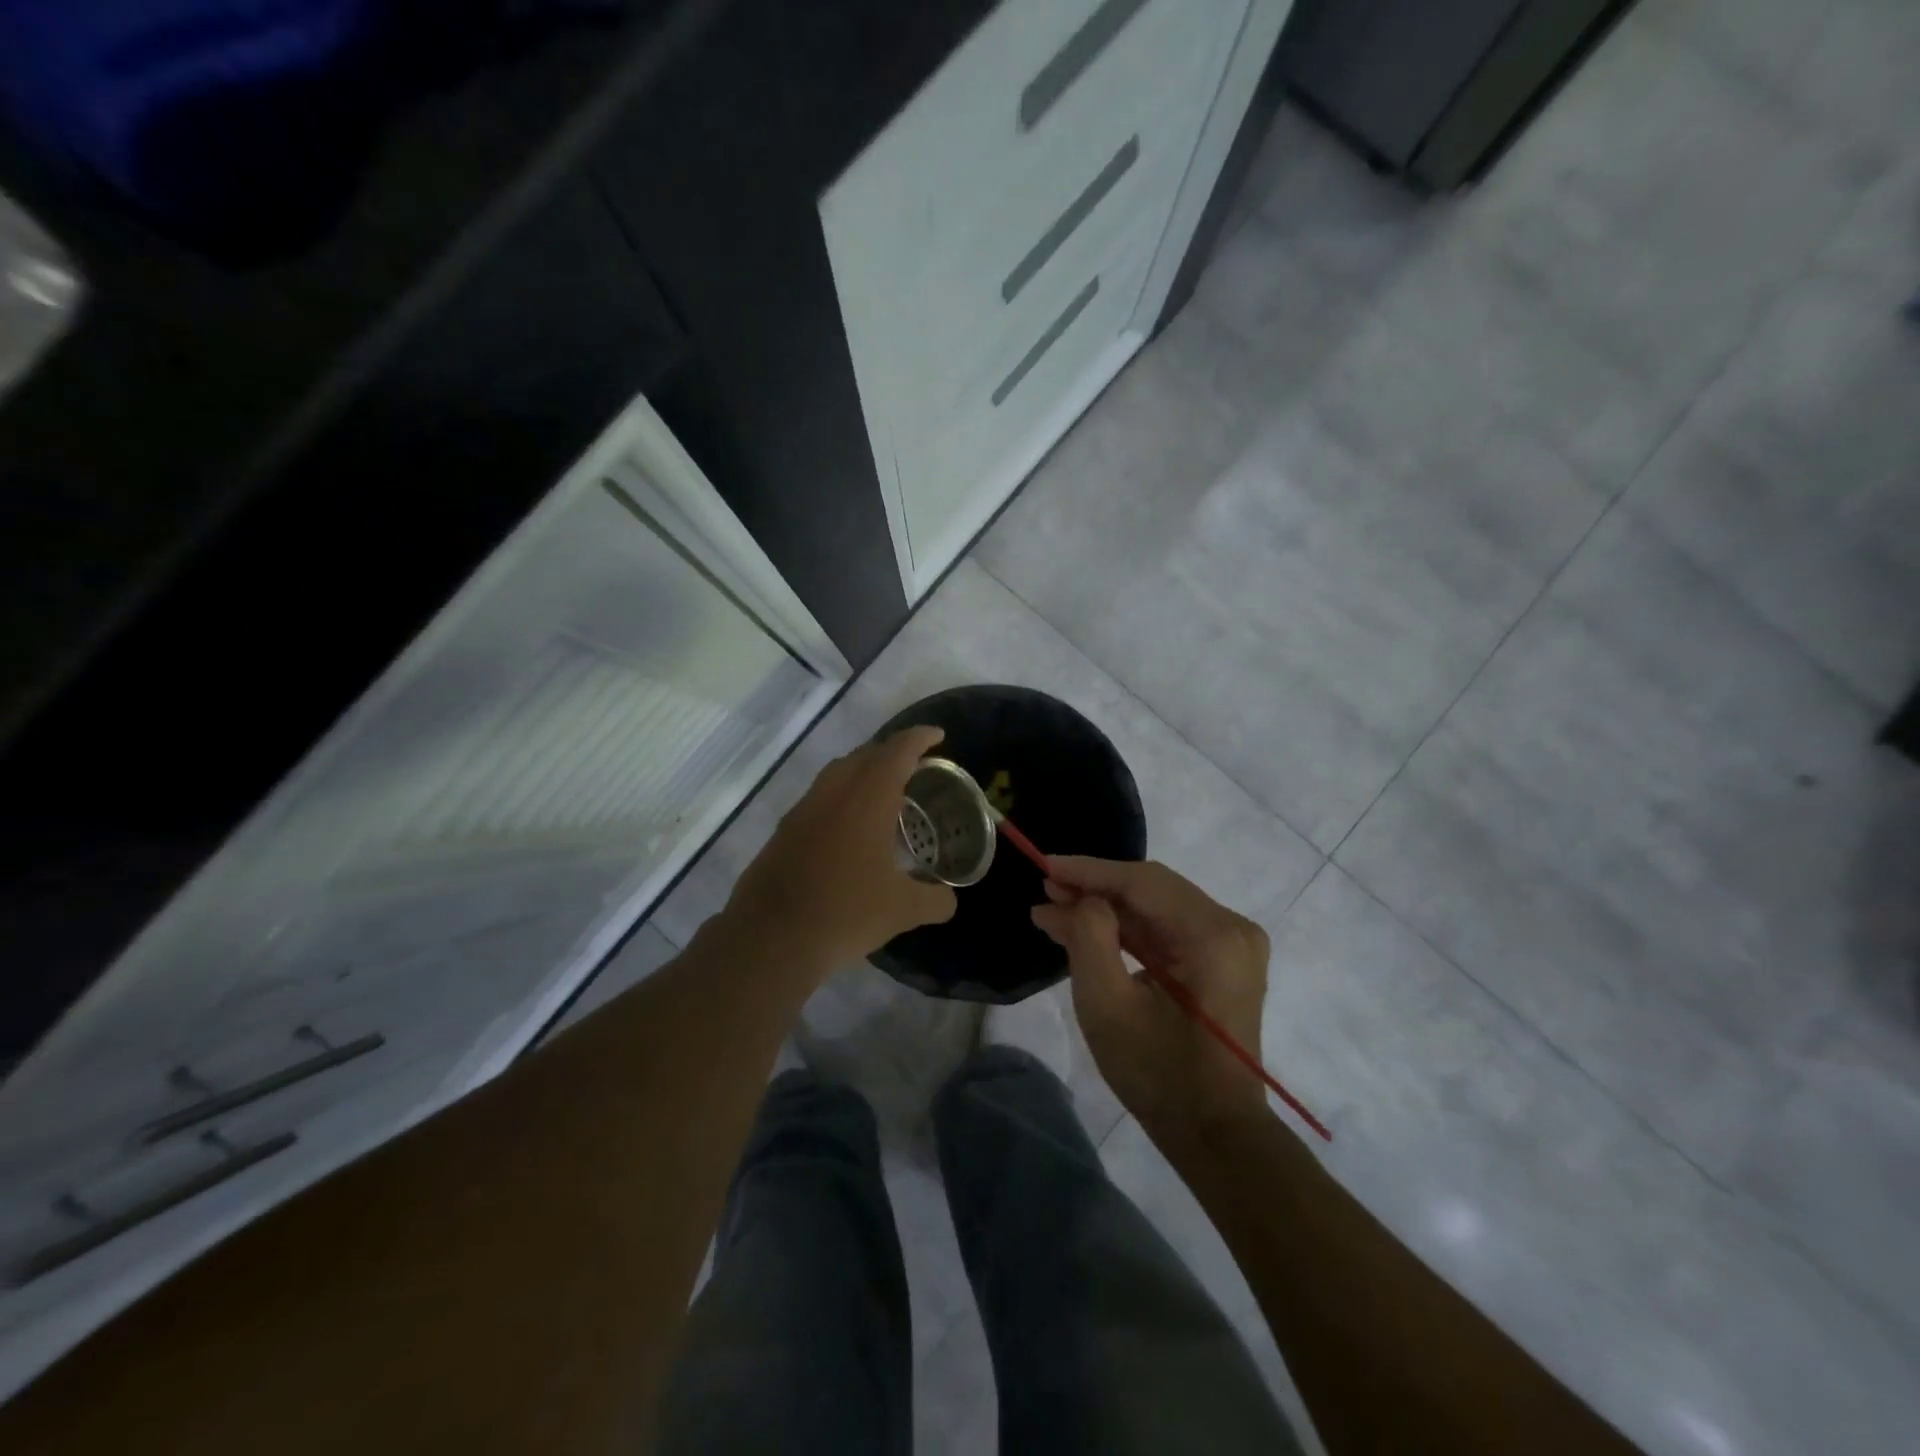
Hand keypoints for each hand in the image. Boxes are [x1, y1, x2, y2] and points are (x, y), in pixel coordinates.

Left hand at [723, 726, 957, 976]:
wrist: (771, 938)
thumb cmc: (845, 913)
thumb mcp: (902, 910)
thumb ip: (935, 900)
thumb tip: (949, 900)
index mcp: (867, 799)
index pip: (897, 751)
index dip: (919, 738)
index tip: (938, 736)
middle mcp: (833, 793)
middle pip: (865, 754)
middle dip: (892, 752)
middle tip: (915, 766)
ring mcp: (803, 810)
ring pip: (837, 773)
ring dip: (863, 772)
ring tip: (884, 793)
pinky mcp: (784, 830)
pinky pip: (819, 797)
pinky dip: (841, 797)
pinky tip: (850, 829)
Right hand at [1032, 858, 1269, 1133]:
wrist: (1216, 1134)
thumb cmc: (1159, 1074)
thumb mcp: (1108, 1006)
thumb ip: (1089, 938)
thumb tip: (1084, 899)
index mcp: (1213, 935)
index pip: (1143, 882)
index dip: (1090, 871)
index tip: (1045, 865)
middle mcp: (1231, 927)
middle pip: (1152, 889)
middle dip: (1095, 887)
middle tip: (1045, 889)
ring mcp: (1231, 944)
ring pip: (1157, 907)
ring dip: (1107, 908)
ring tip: (1055, 909)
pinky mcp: (1222, 961)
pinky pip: (1168, 930)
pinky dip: (1128, 929)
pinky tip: (1086, 928)